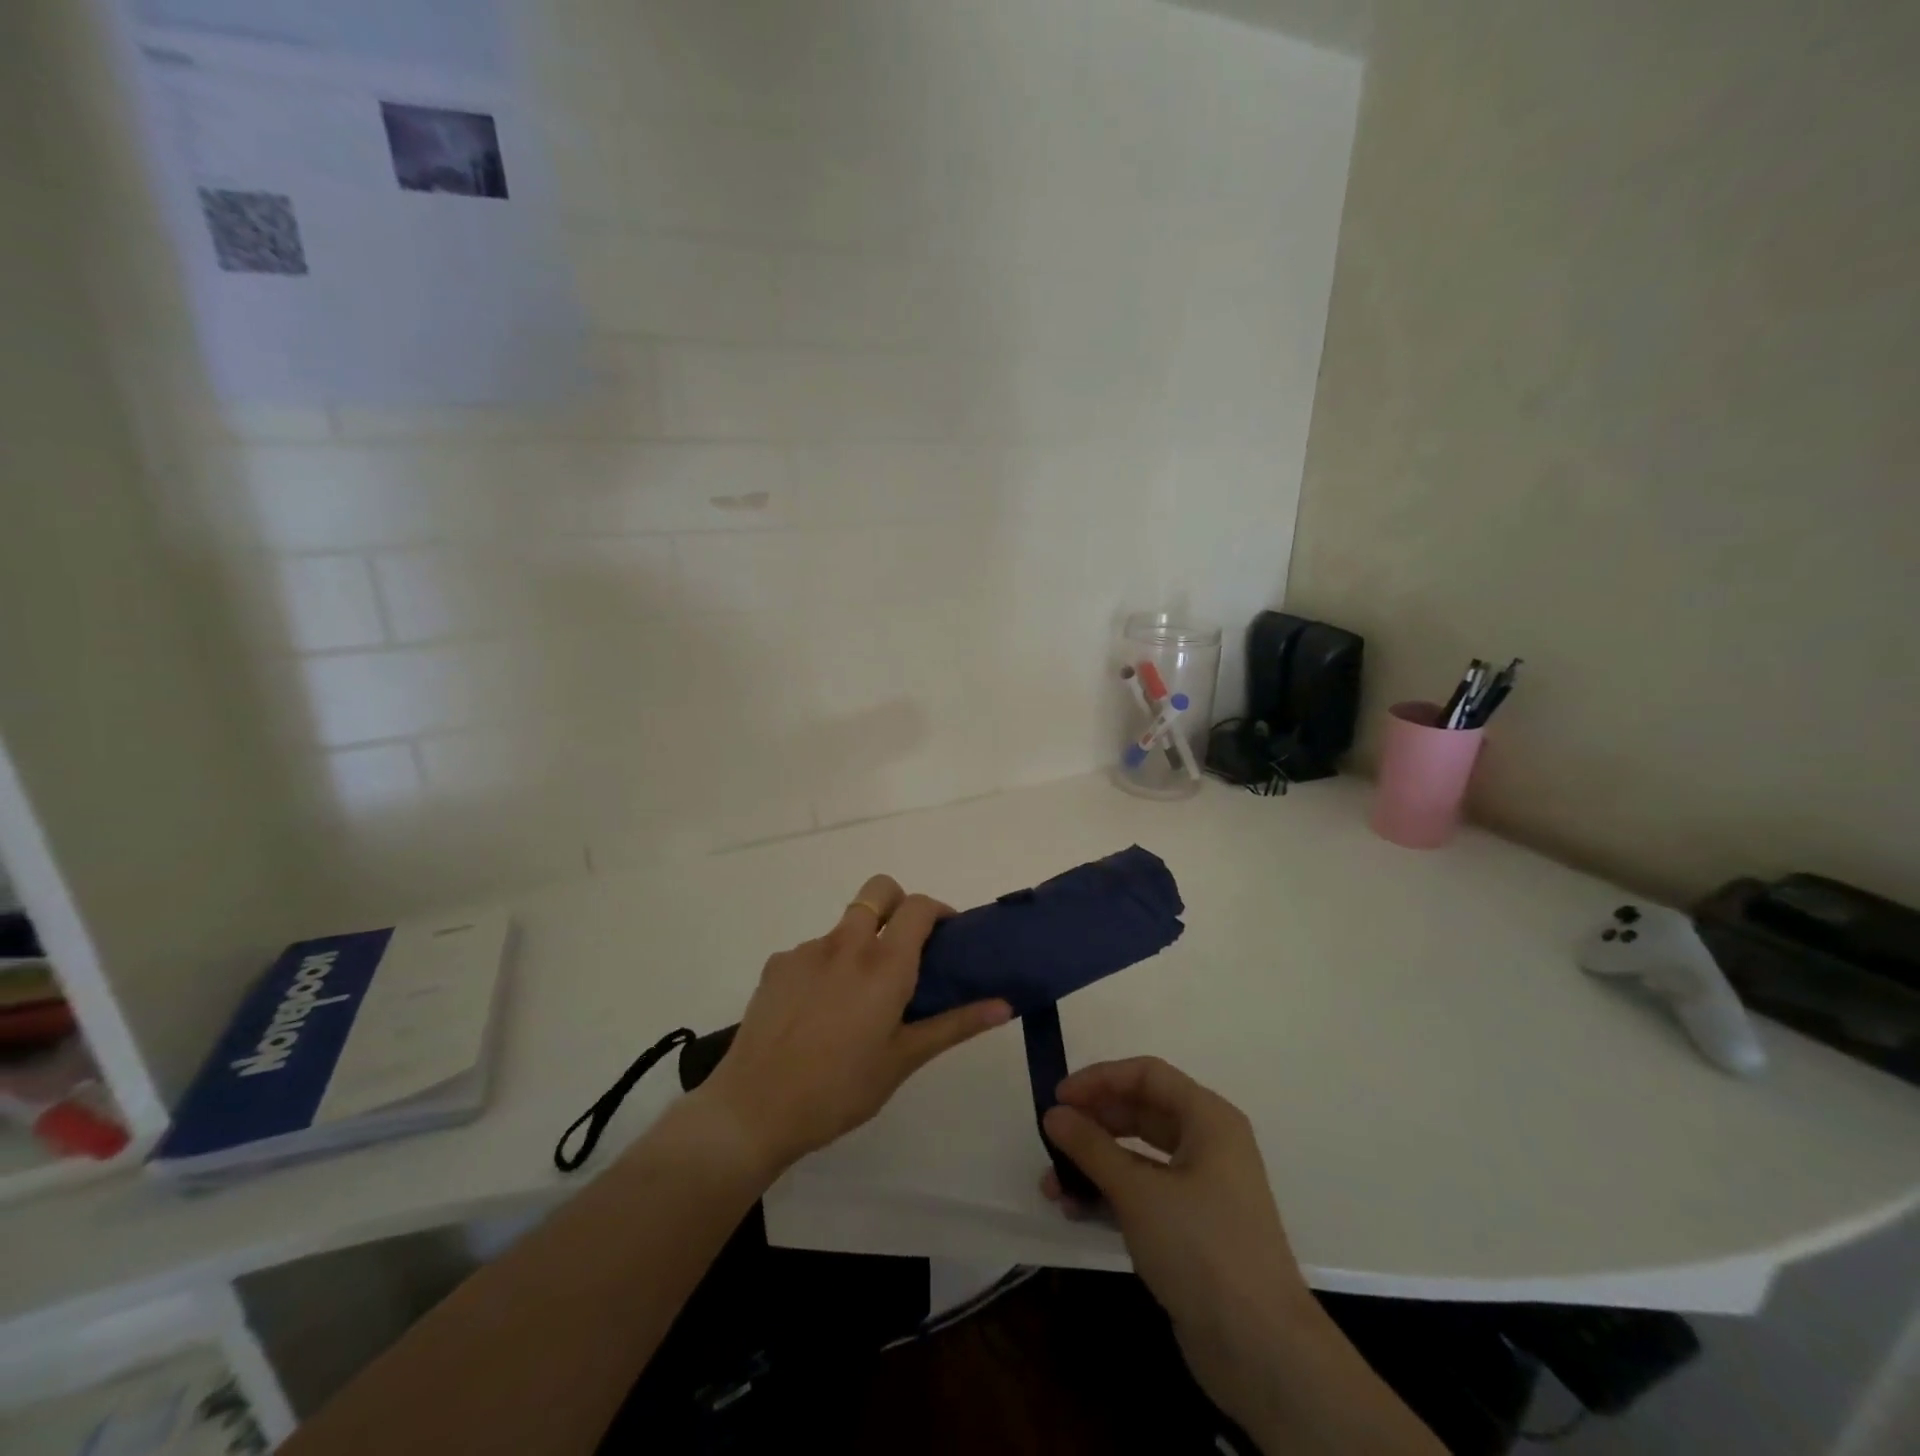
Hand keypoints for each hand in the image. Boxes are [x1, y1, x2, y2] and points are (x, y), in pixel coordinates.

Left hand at [696, 874, 1010, 1177]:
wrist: (753, 1110)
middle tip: (905, 946)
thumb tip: (1005, 1005)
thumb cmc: (840, 1089)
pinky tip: (818, 1013)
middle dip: (898, 902)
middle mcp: (846, 943)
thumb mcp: (904, 1060)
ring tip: (857, 999)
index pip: (919, 906)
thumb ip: (955, 1024)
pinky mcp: (777, 965)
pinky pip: (813, 952)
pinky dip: (826, 967)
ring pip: (845, 925)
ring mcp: (807, 950)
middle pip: (879, 890)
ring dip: (861, 943)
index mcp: (884, 964)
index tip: (947, 936)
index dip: (939, 910)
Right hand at [1041, 1058, 1314, 1432]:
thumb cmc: (1202, 1248)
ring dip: (1094, 1164)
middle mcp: (1208, 1143)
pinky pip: (1143, 1193)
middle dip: (1092, 1124)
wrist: (1261, 1350)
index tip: (1059, 1097)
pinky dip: (1110, 1195)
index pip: (1146, 1075)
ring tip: (1051, 1186)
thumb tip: (1053, 1114)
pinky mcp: (1192, 1227)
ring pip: (1138, 1156)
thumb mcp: (1138, 1192)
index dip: (1100, 1079)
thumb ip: (1091, 1147)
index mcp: (1208, 1118)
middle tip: (1051, 1138)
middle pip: (1140, 1112)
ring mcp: (1201, 1187)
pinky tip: (1076, 1211)